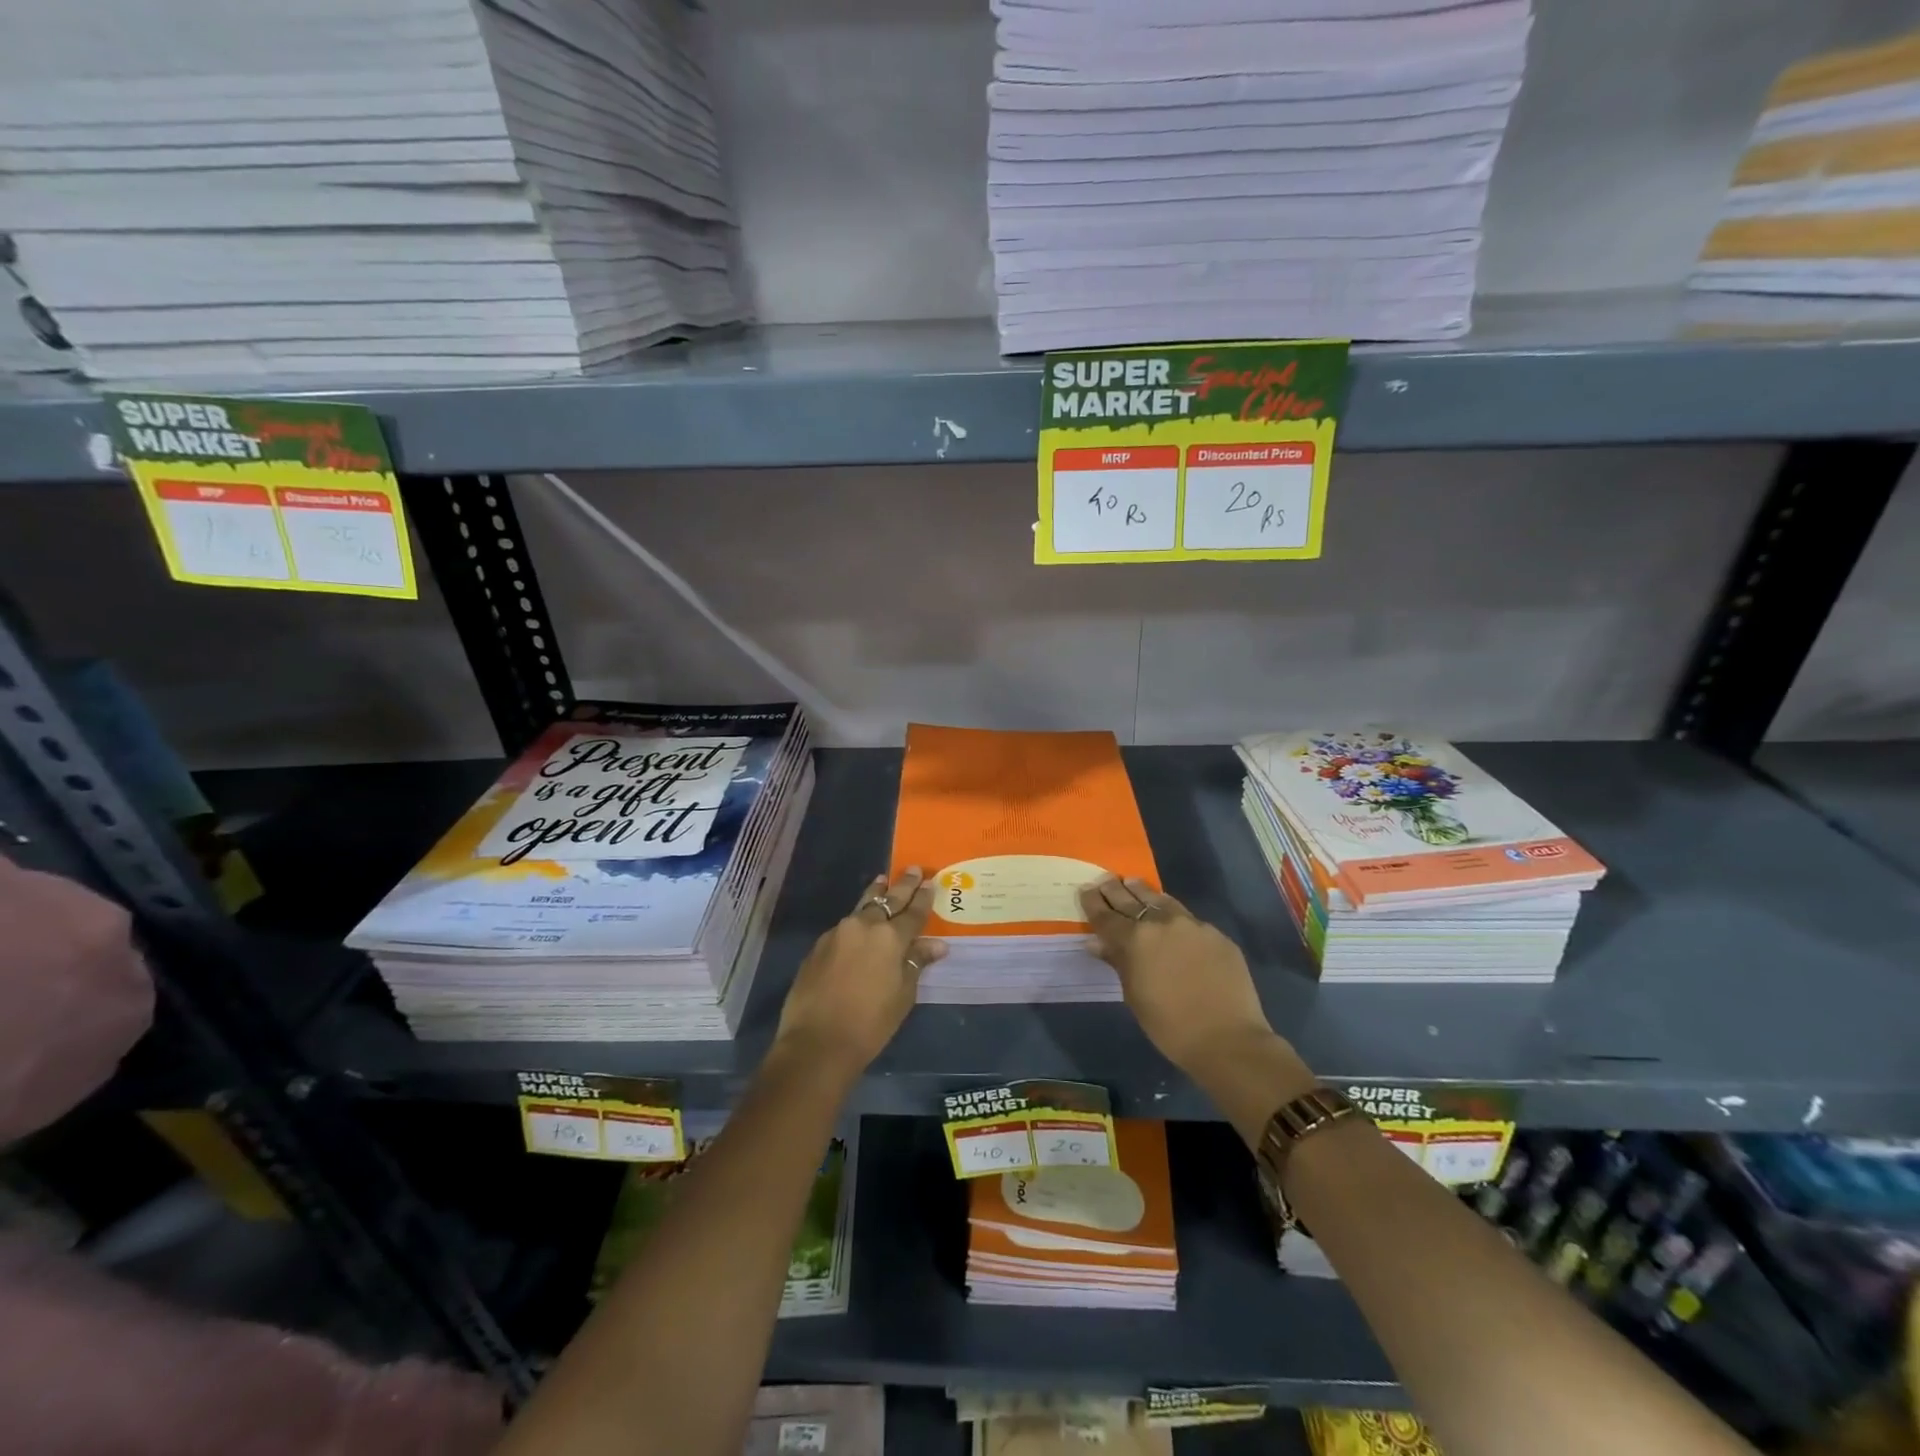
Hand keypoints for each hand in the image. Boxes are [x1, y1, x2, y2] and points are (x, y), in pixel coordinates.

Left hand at [775, 867, 946, 1075]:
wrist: (817, 1042)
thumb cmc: (870, 1023)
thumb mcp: (903, 995)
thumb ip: (916, 963)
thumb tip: (936, 945)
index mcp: (890, 937)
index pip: (913, 912)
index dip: (924, 898)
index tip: (931, 882)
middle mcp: (864, 926)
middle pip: (887, 899)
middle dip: (902, 885)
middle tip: (912, 870)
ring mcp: (837, 933)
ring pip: (861, 907)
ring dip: (875, 894)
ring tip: (881, 881)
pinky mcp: (818, 946)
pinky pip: (844, 927)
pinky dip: (856, 922)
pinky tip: (858, 927)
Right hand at [1079, 876, 1285, 1076]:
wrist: (1227, 1039)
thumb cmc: (1170, 1026)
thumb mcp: (1134, 996)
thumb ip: (1118, 962)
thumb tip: (1097, 943)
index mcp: (1135, 939)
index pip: (1106, 915)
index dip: (1093, 902)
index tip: (1085, 889)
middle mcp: (1161, 923)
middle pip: (1132, 900)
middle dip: (1115, 890)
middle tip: (1106, 880)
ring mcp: (1192, 925)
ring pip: (1162, 900)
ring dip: (1144, 892)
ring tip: (1133, 884)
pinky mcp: (1216, 934)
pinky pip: (1189, 919)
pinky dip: (1174, 916)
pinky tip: (1172, 922)